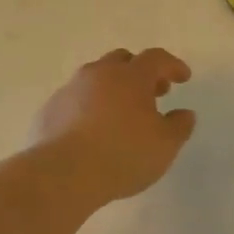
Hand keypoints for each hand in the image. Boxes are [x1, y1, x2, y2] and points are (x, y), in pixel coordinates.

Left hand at [31, 48, 195, 204]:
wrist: (62, 175)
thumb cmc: (123, 155)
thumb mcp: (165, 145)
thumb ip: (179, 126)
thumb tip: (184, 114)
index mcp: (131, 76)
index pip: (157, 58)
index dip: (172, 65)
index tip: (183, 78)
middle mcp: (100, 74)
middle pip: (122, 60)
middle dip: (140, 72)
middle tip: (152, 93)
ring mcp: (71, 89)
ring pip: (96, 78)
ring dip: (112, 88)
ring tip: (121, 113)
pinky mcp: (49, 110)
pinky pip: (75, 99)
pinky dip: (89, 106)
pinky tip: (92, 130)